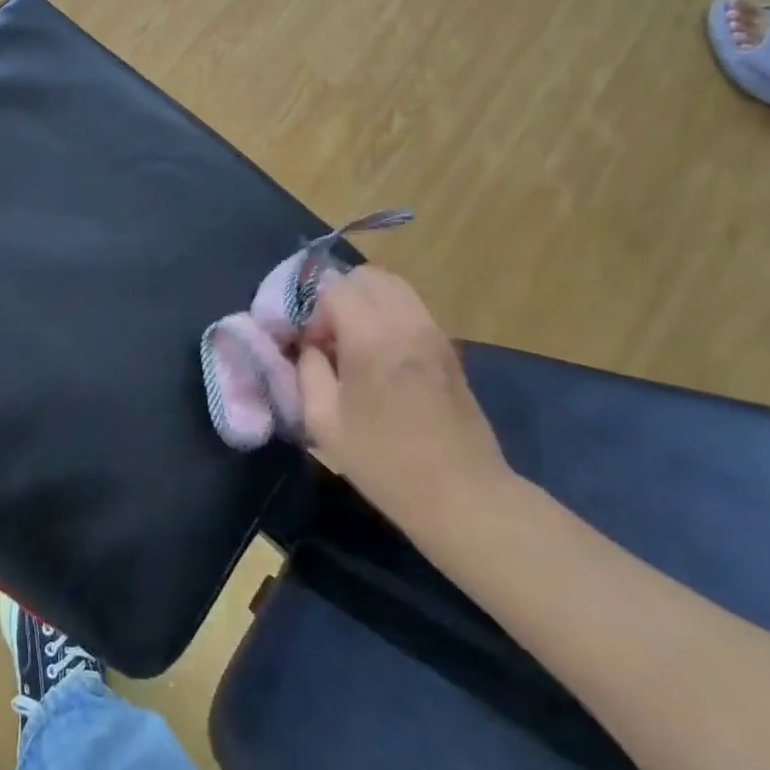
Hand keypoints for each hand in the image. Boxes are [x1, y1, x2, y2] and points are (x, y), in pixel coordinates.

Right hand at [298, 267, 511, 536]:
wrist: (462, 494)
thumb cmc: (385, 462)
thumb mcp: (324, 422)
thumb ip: (308, 371)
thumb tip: (310, 346)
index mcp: (372, 337)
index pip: (335, 288)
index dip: (314, 311)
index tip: (312, 347)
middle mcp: (406, 321)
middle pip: (366, 276)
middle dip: (340, 296)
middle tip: (331, 337)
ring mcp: (433, 331)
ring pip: (393, 286)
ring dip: (366, 302)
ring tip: (355, 343)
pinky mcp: (449, 347)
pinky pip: (411, 307)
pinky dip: (389, 314)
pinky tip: (382, 355)